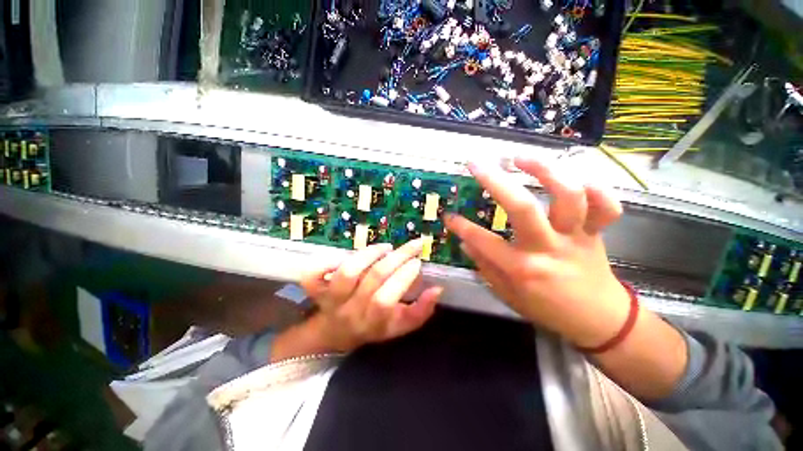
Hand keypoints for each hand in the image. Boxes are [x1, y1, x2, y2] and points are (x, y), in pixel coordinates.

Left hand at [299, 240, 442, 352]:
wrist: (336, 333)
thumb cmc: (373, 327)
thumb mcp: (400, 326)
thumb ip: (421, 311)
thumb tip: (437, 289)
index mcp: (371, 323)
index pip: (386, 300)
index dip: (403, 278)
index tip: (417, 262)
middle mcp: (350, 310)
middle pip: (373, 280)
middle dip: (397, 258)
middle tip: (412, 245)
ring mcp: (330, 299)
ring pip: (347, 272)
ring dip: (369, 254)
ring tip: (386, 247)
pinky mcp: (314, 289)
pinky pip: (314, 275)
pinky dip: (327, 261)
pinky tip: (346, 256)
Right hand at [445, 157, 629, 347]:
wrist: (599, 320)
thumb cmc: (547, 309)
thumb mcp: (508, 296)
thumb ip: (485, 268)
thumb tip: (465, 244)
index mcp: (522, 269)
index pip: (483, 242)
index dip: (462, 226)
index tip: (449, 215)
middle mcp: (547, 248)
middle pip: (522, 207)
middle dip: (495, 181)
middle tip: (476, 164)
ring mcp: (575, 237)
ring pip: (567, 196)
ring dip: (544, 170)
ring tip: (520, 158)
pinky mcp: (597, 232)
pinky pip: (605, 205)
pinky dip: (595, 187)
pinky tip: (573, 177)